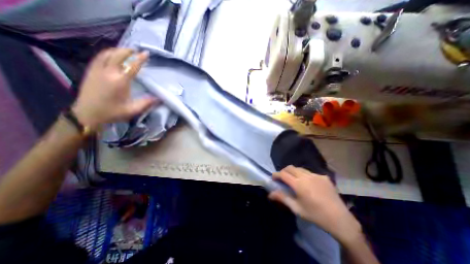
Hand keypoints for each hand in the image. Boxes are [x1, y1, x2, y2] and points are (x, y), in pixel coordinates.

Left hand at [73, 48, 157, 129]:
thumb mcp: (133, 110)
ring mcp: (97, 71)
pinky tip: (111, 55)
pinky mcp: (90, 72)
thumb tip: (159, 98)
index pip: (132, 66)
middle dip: (128, 51)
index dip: (140, 59)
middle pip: (117, 56)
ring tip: (125, 51)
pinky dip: (107, 53)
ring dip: (117, 50)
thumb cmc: (112, 112)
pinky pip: (98, 57)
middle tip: (136, 50)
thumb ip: (147, 103)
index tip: (146, 53)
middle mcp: (108, 73)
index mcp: (120, 82)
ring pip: (106, 54)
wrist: (87, 114)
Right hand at [270, 165, 360, 245]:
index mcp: (299, 185)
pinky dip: (304, 175)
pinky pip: (310, 172)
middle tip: (282, 178)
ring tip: (294, 180)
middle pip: (290, 168)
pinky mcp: (324, 177)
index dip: (276, 174)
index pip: (283, 174)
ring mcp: (316, 175)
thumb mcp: (296, 208)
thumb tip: (270, 194)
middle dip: (284, 171)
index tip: (273, 178)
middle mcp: (306, 176)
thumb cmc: (315, 215)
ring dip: (293, 172)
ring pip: (300, 169)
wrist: (340, 220)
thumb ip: (282, 198)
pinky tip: (308, 184)